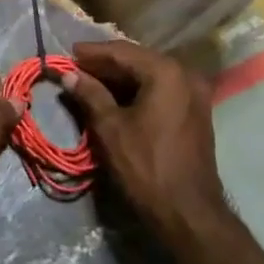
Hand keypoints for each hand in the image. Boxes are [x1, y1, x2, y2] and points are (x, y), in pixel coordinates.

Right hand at [61, 41, 224, 227]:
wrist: (188, 211)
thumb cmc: (146, 166)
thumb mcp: (110, 128)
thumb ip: (89, 94)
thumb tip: (68, 74)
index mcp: (165, 72)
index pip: (122, 52)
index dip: (92, 52)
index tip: (67, 53)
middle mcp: (185, 74)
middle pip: (138, 60)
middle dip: (106, 64)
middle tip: (76, 67)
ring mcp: (194, 93)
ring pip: (150, 75)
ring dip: (120, 78)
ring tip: (90, 81)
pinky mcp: (195, 111)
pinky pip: (161, 89)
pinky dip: (137, 90)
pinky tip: (115, 97)